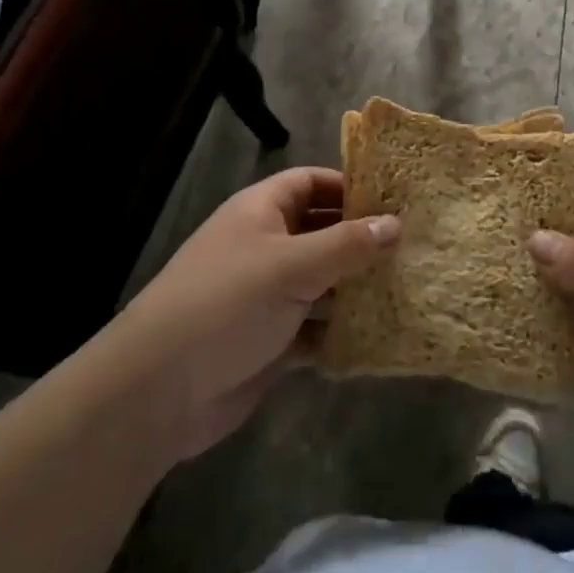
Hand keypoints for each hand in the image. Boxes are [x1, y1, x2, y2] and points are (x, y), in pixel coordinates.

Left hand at [107, 167, 399, 462]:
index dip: (349, 186)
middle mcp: (265, 246)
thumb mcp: (292, 265)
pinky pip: (316, 327)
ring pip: (322, 282)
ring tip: (407, 287)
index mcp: (262, 212)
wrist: (160, 390)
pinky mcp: (271, 341)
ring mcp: (267, 295)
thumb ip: (346, 245)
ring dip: (356, 287)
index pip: (311, 182)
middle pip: (321, 231)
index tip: (395, 198)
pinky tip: (378, 336)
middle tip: (413, 245)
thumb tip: (395, 223)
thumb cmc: (227, 303)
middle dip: (361, 239)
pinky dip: (341, 331)